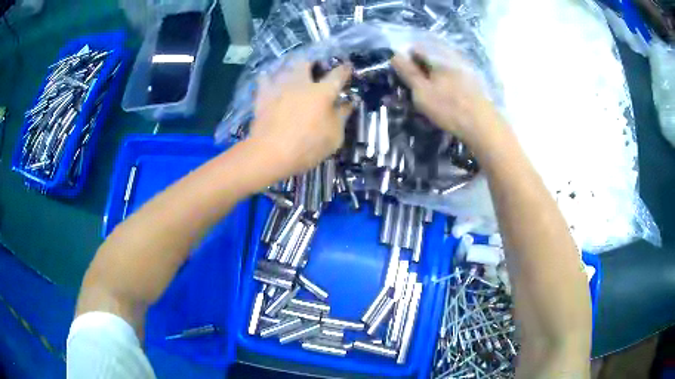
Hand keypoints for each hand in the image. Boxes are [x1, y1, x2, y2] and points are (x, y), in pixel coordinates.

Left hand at [249, 61, 351, 177]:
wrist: (270, 153)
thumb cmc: (308, 146)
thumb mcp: (334, 136)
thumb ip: (342, 116)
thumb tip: (347, 103)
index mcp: (322, 92)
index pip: (338, 74)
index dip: (344, 69)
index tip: (347, 68)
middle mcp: (301, 83)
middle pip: (307, 62)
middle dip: (312, 63)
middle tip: (315, 69)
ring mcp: (280, 87)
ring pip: (285, 67)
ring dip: (290, 68)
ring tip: (292, 74)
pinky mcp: (262, 95)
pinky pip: (264, 79)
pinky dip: (269, 78)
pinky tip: (271, 82)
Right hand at [391, 48, 502, 146]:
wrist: (483, 125)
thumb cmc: (449, 108)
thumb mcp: (422, 91)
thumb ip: (408, 72)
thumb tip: (395, 54)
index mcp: (439, 55)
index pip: (415, 48)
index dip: (405, 60)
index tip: (403, 77)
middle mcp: (452, 55)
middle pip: (429, 56)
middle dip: (419, 69)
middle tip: (415, 88)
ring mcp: (465, 67)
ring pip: (441, 66)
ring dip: (432, 77)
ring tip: (429, 95)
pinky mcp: (472, 79)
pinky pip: (452, 75)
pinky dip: (444, 82)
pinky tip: (445, 97)